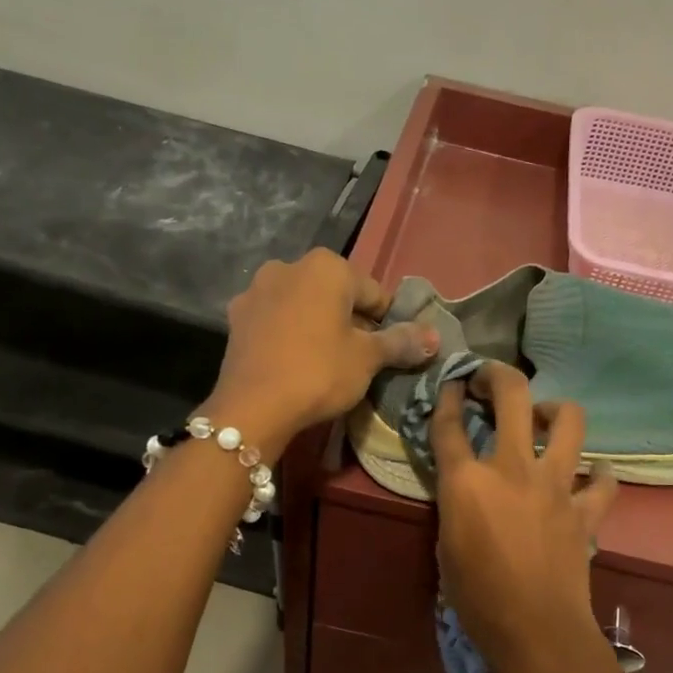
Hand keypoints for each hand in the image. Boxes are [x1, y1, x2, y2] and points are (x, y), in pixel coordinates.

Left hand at [206, 249, 437, 450]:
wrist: (253, 406)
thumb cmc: (319, 373)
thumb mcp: (368, 358)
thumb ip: (401, 342)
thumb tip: (435, 337)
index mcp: (327, 267)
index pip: (374, 293)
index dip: (387, 323)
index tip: (390, 351)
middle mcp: (289, 266)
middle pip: (336, 295)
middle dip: (350, 321)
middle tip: (360, 359)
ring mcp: (257, 290)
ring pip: (303, 306)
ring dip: (318, 326)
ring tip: (327, 362)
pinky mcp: (237, 318)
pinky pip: (277, 321)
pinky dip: (290, 335)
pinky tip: (295, 363)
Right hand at [431, 362, 617, 672]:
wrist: (535, 629)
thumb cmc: (477, 597)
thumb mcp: (446, 545)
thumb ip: (456, 504)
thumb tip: (467, 489)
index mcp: (467, 481)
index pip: (449, 424)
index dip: (446, 397)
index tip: (450, 384)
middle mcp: (512, 468)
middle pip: (513, 396)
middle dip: (498, 375)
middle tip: (491, 380)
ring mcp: (555, 485)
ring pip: (569, 422)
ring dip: (555, 411)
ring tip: (545, 419)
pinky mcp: (584, 509)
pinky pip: (603, 481)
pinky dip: (601, 473)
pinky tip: (594, 473)